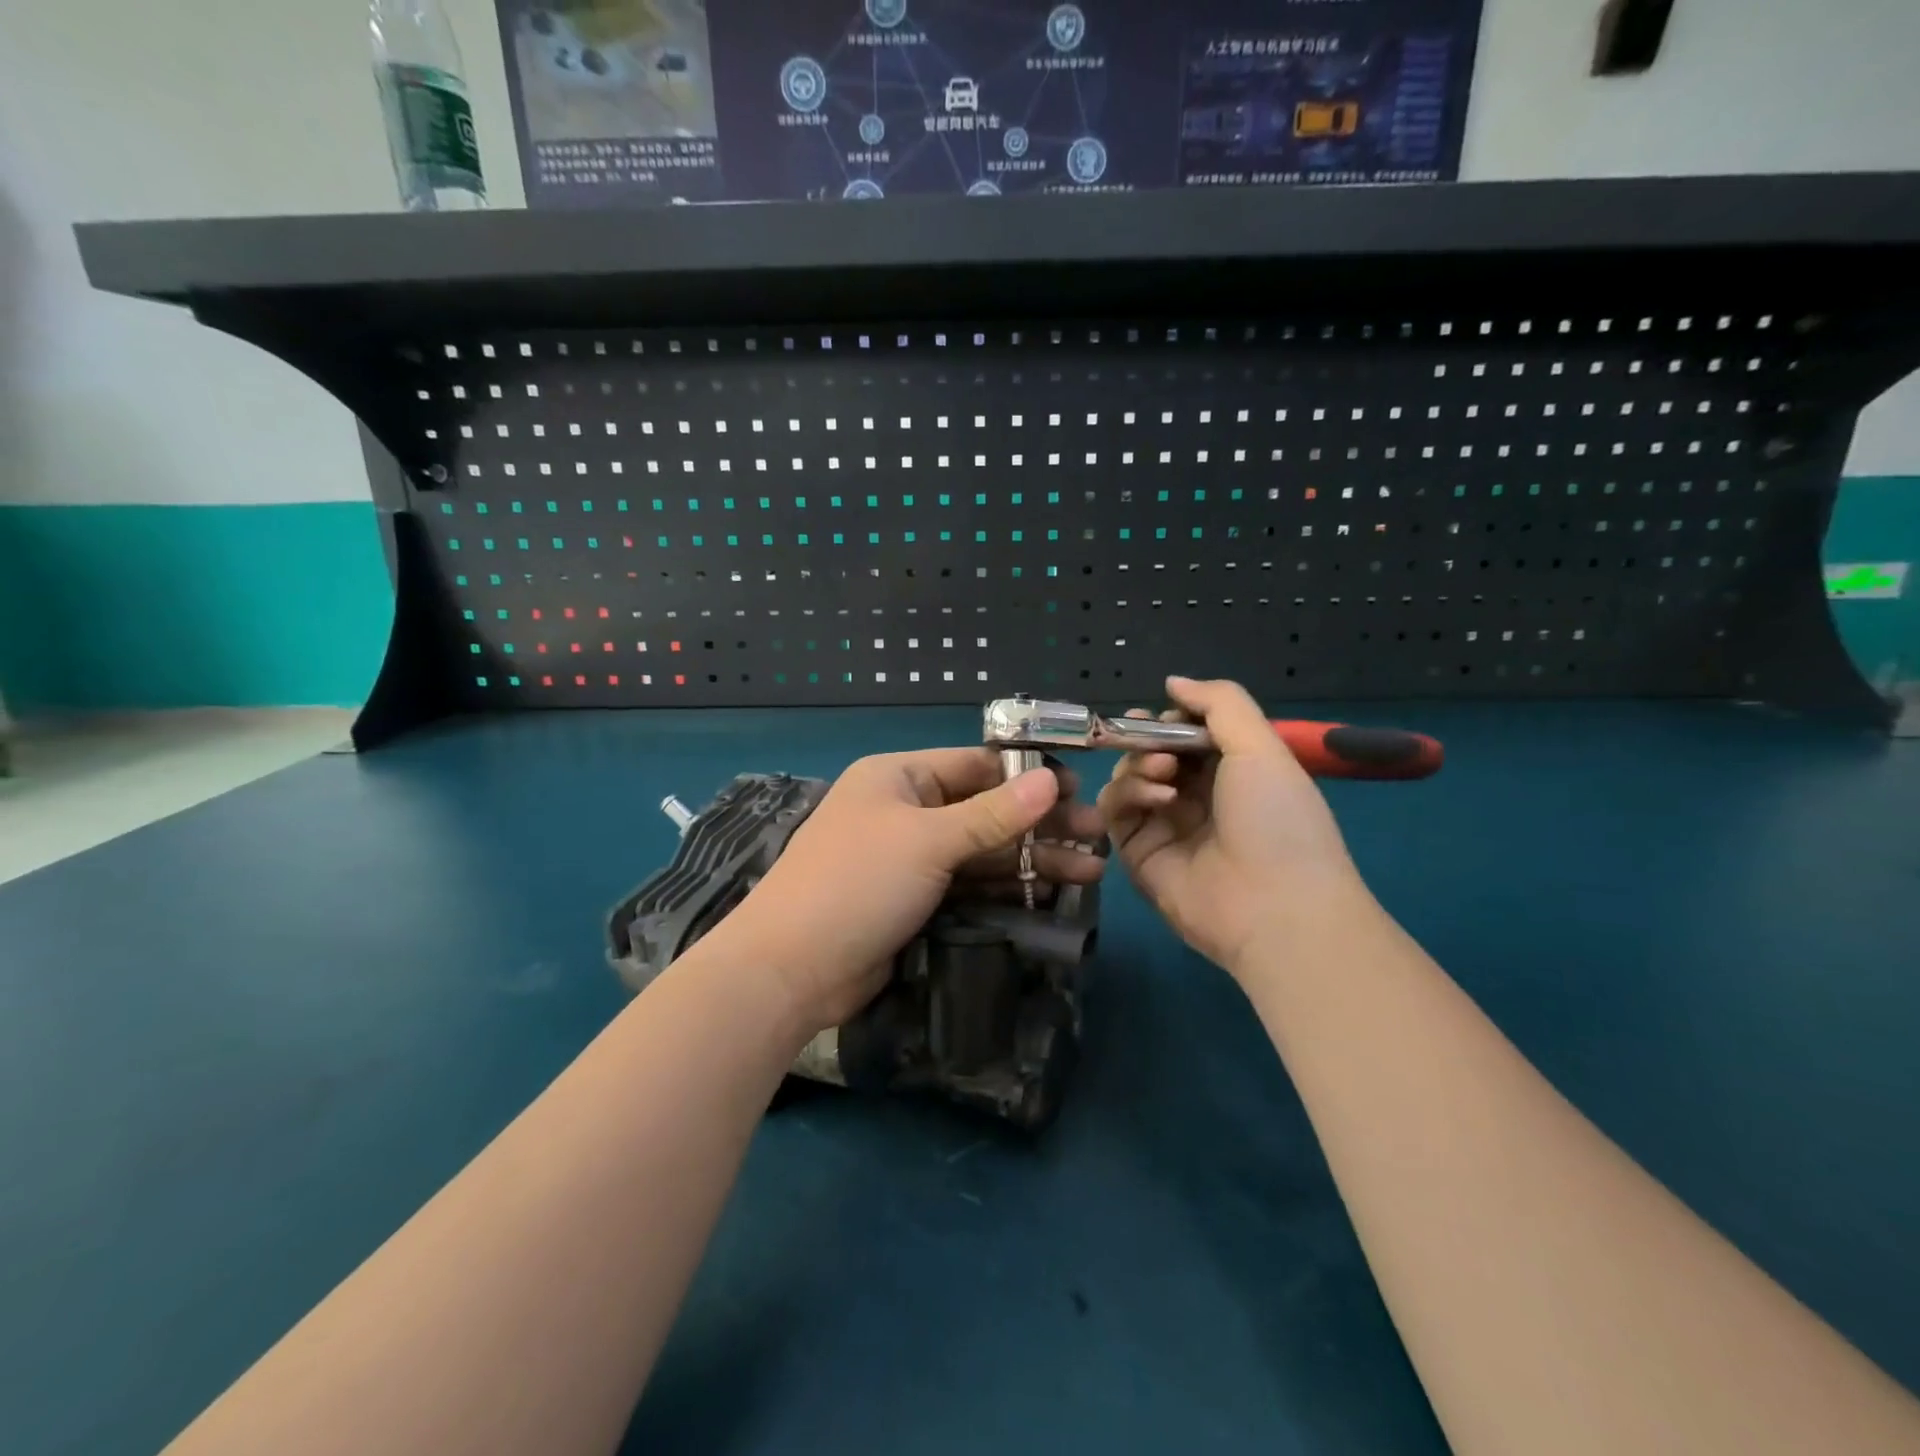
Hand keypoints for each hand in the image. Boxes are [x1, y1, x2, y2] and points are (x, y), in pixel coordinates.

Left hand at [721, 749, 1106, 1033]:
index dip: (1028, 775)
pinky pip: (971, 884)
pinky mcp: (917, 900)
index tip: (1079, 790)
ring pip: (983, 850)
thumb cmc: (857, 884)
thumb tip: (1052, 779)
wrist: (792, 970)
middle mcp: (906, 811)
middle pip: (986, 809)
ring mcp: (911, 859)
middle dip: (1040, 823)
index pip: (975, 765)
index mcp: (899, 778)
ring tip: (1092, 870)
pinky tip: (1052, 894)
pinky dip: (1008, 887)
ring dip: (1033, 859)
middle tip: (1097, 836)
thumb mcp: (928, 841)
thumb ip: (993, 814)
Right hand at [1096, 676, 1371, 974]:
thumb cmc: (1277, 818)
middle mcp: (1196, 796)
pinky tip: (1157, 799)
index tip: (1162, 716)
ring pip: (1127, 777)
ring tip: (1164, 776)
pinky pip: (1115, 811)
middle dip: (1147, 740)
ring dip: (1138, 766)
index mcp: (1232, 772)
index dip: (1169, 720)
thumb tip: (1173, 681)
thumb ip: (1219, 702)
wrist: (1274, 907)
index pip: (1185, 734)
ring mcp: (1164, 825)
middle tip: (1156, 743)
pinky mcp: (1137, 853)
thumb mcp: (1261, 747)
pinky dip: (1127, 795)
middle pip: (1150, 752)